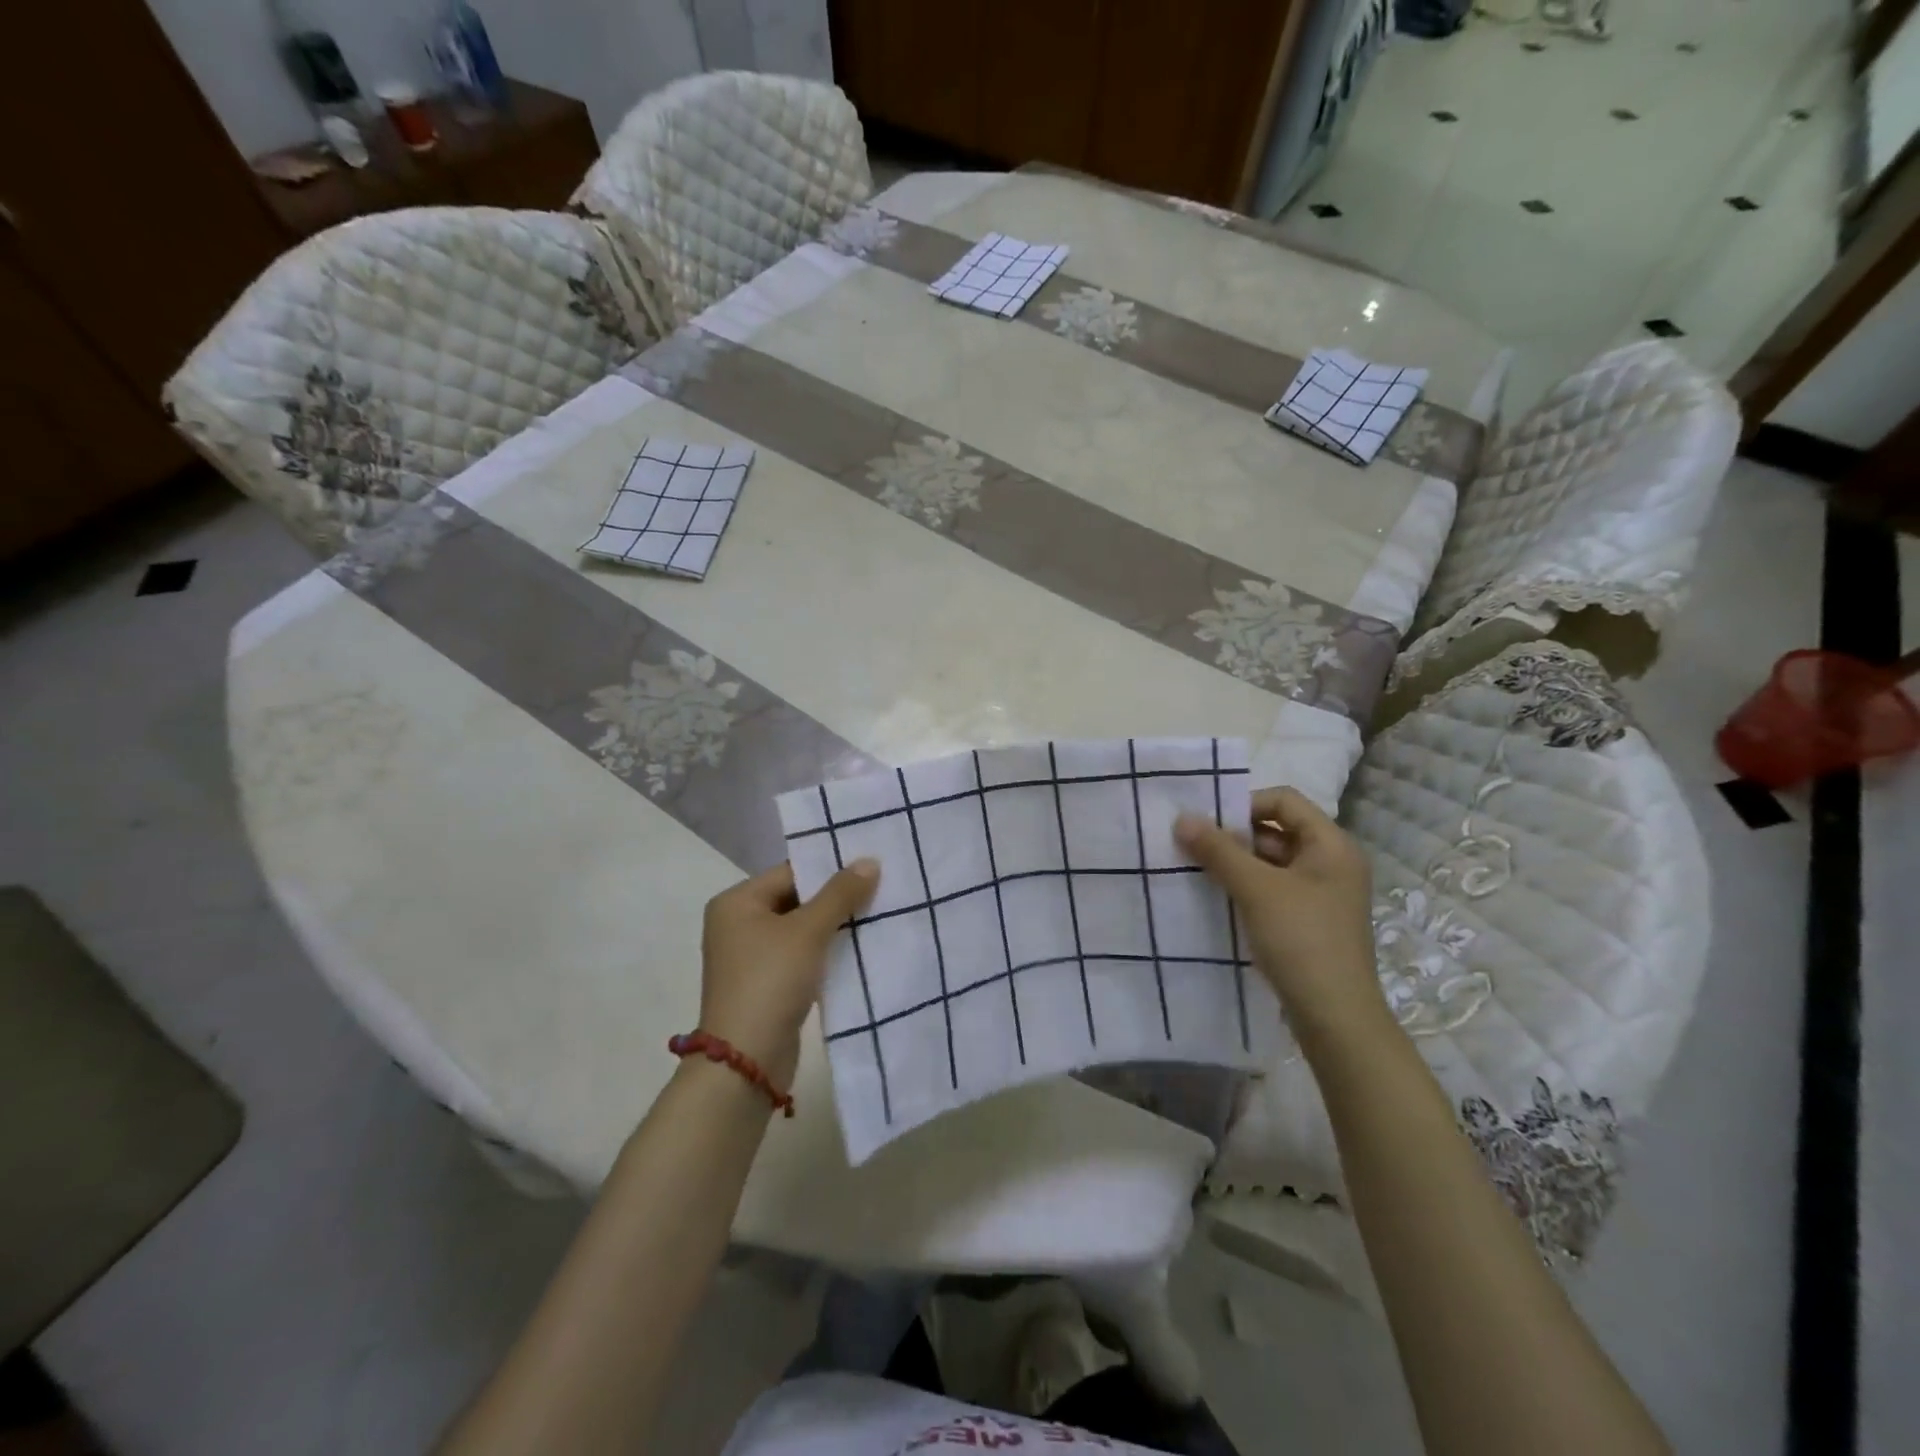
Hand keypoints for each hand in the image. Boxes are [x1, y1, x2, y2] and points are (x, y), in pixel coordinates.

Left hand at [697, 858, 879, 1091]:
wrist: (746, 1062)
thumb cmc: (771, 982)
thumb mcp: (808, 931)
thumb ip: (840, 894)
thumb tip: (870, 861)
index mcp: (737, 902)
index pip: (791, 872)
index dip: (831, 869)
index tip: (871, 867)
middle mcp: (738, 924)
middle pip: (796, 898)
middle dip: (836, 898)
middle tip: (881, 889)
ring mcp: (751, 956)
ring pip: (802, 928)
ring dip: (835, 926)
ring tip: (877, 915)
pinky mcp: (766, 984)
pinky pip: (801, 955)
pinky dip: (826, 951)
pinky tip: (859, 949)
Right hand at [1174, 787, 1384, 1045]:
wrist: (1335, 1018)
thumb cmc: (1301, 941)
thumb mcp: (1256, 889)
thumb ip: (1218, 850)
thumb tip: (1182, 817)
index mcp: (1331, 846)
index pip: (1284, 800)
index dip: (1244, 804)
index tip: (1207, 824)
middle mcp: (1331, 863)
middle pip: (1276, 830)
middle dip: (1233, 835)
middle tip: (1193, 846)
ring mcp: (1321, 894)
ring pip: (1271, 862)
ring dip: (1235, 863)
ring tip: (1196, 870)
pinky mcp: (1308, 921)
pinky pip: (1272, 889)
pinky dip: (1245, 887)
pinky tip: (1215, 897)